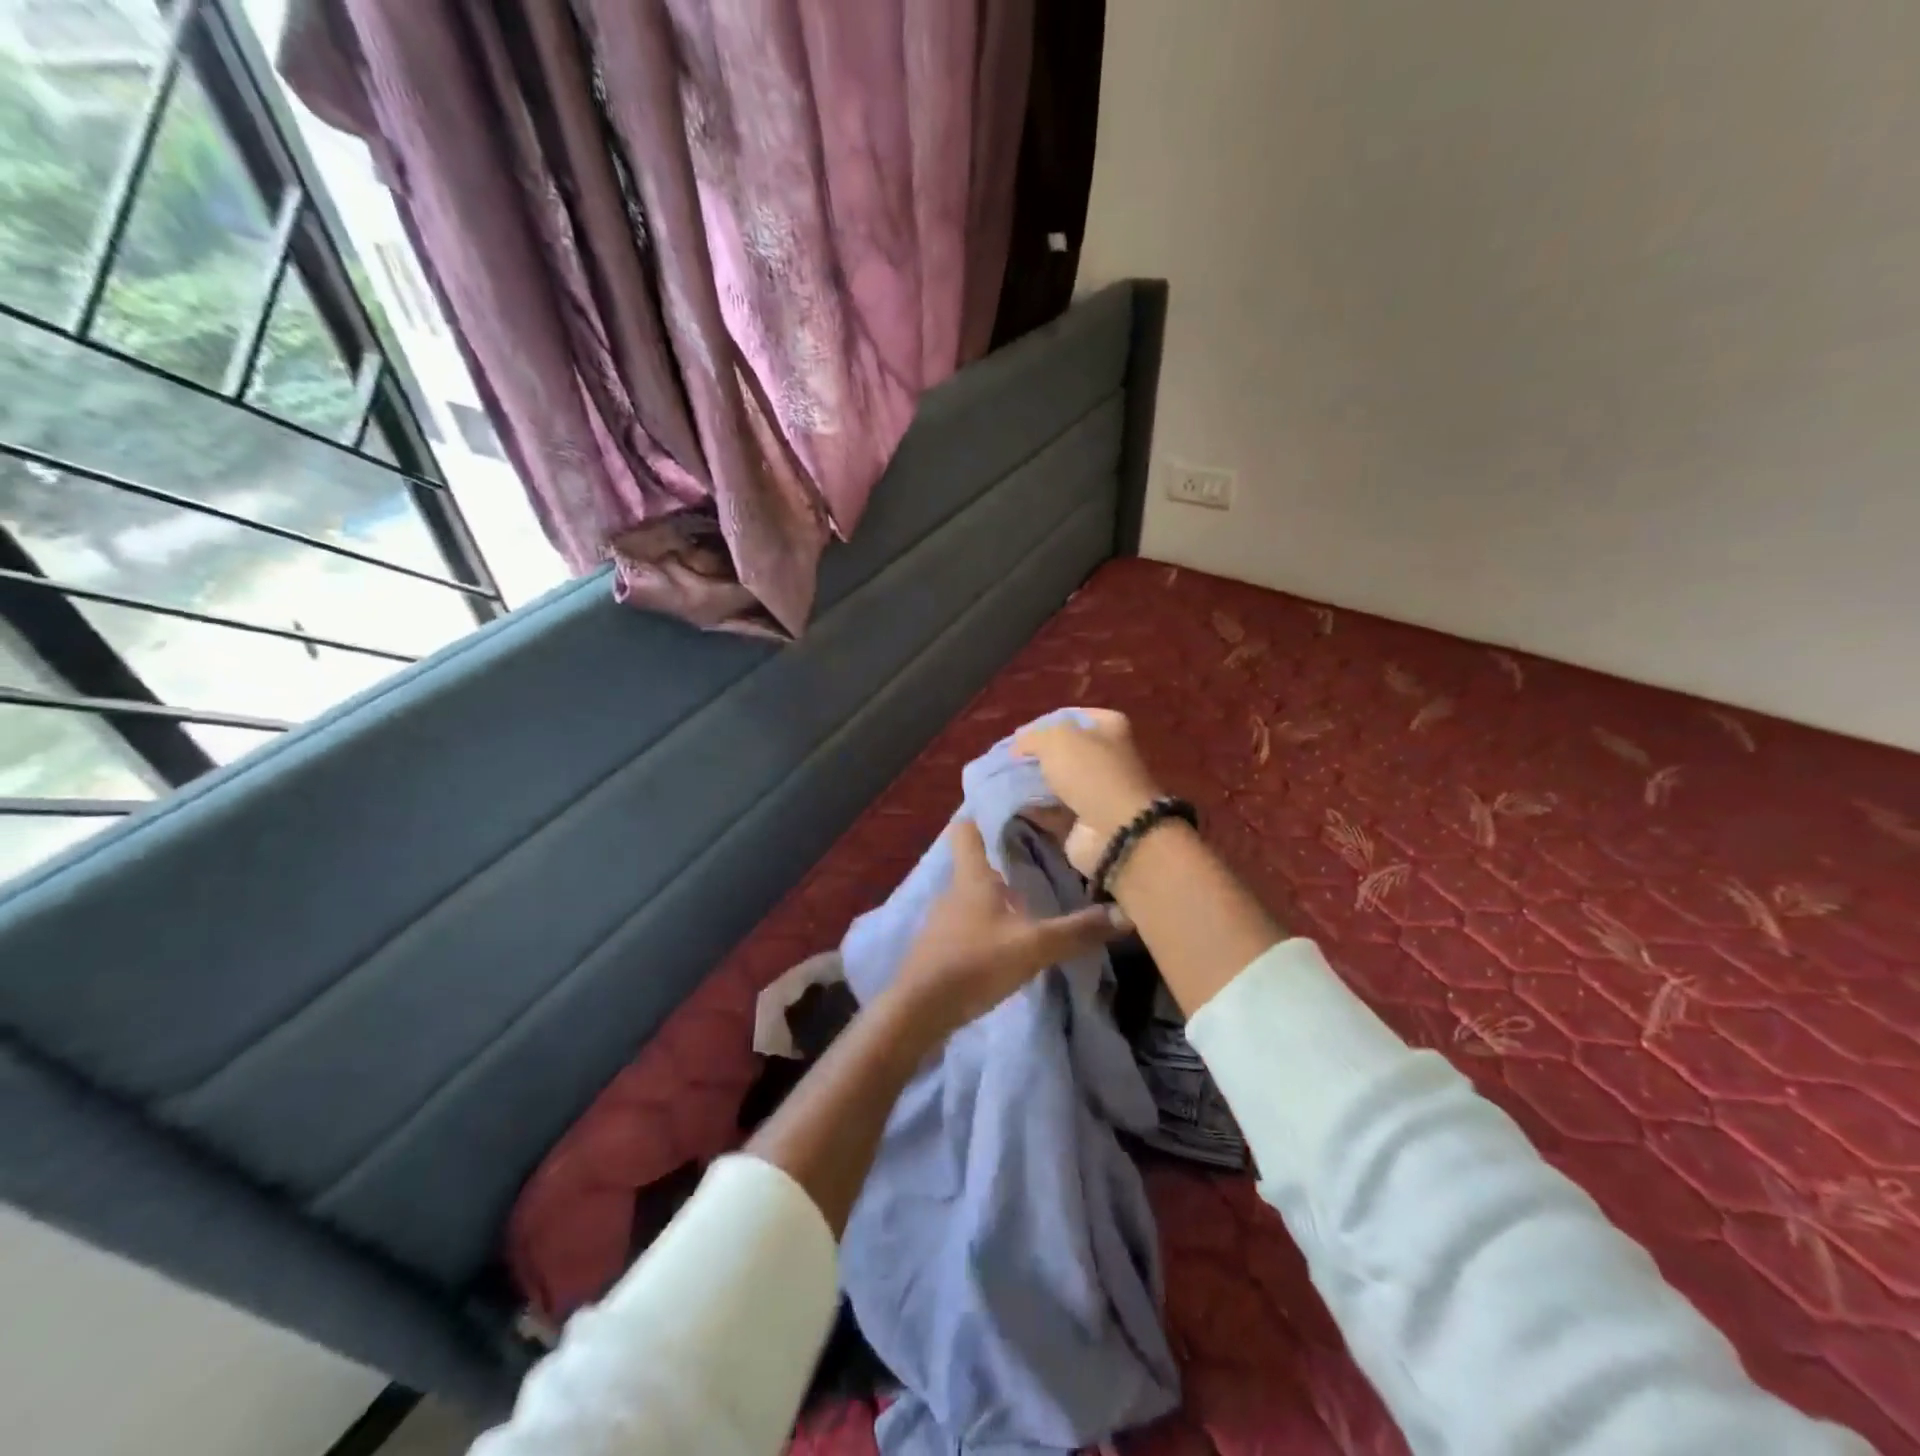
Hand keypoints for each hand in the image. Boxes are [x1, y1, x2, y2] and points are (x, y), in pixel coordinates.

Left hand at [888, 819, 1128, 1040]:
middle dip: (1002, 865)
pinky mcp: (938, 949)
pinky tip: (1006, 944)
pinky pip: (966, 927)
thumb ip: (1077, 931)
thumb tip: (1125, 915)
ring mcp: (941, 921)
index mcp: (971, 878)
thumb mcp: (1033, 946)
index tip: (1009, 813)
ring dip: (996, 900)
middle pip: (975, 867)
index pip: (966, 831)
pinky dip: (986, 928)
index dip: (982, 818)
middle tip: (1039, 863)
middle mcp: (952, 892)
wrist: (919, 1010)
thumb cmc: (975, 962)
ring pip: (972, 899)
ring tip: (1030, 905)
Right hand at [1014, 710, 1164, 877]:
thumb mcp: (1056, 740)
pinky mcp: (1088, 818)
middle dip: (1037, 756)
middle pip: (1064, 750)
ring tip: (1007, 782)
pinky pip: (1055, 808)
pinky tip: (1016, 805)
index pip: (1069, 716)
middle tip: (1010, 761)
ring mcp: (1099, 789)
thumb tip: (1018, 745)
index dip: (1042, 724)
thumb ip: (1032, 737)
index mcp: (1109, 727)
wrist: (1115, 831)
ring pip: (1059, 780)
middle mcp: (1108, 755)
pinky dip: (1037, 808)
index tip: (1018, 737)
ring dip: (1036, 783)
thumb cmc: (1090, 773)